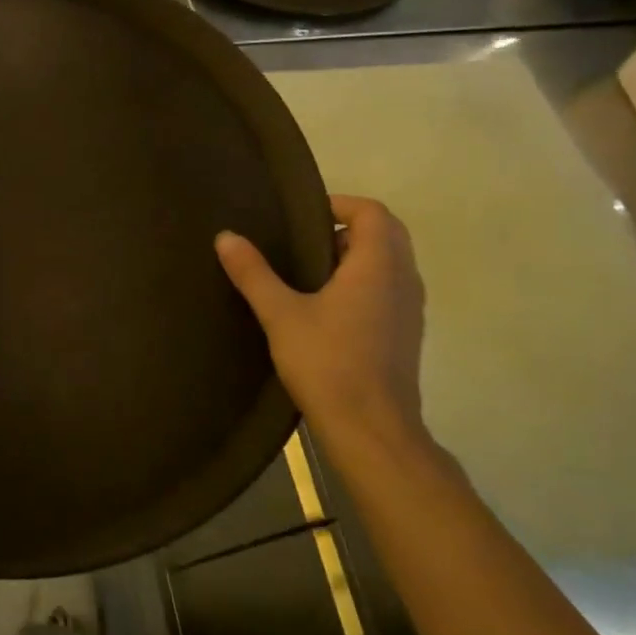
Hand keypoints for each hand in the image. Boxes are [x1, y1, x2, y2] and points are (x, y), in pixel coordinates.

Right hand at [216, 195, 432, 467]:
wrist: (371, 430)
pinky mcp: (406, 334)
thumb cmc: (328, 363)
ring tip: (310, 272)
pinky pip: (389, 289)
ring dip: (356, 256)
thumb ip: (253, 273)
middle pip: (385, 233)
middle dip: (347, 228)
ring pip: (389, 263)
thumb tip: (226, 236)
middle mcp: (403, 279)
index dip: (339, 204)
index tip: (302, 217)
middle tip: (303, 241)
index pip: (372, 211)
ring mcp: (410, 309)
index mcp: (378, 265)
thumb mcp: (280, 314)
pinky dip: (364, 282)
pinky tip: (328, 308)